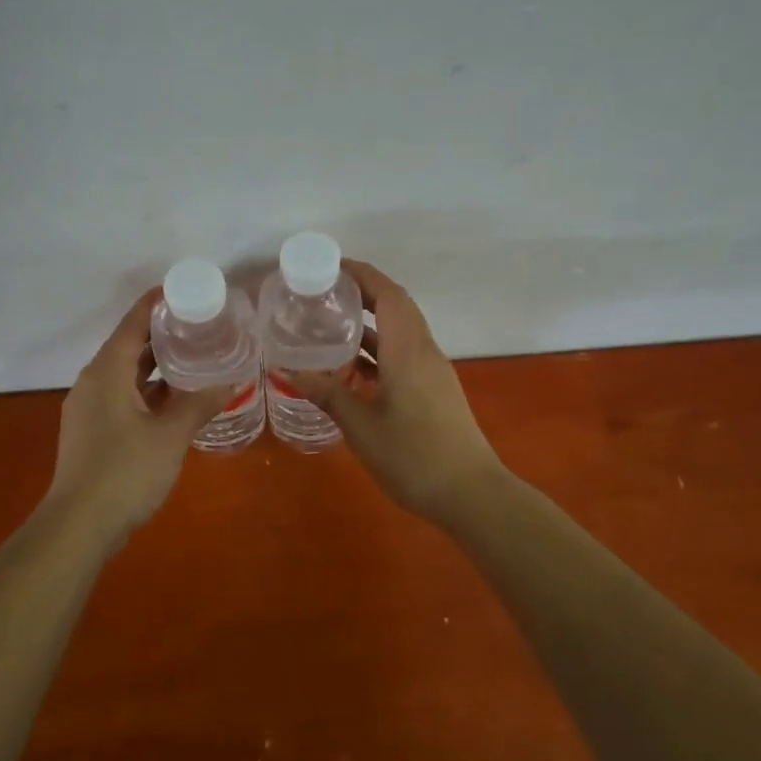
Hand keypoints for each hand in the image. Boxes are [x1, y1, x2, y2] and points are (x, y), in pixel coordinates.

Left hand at [45, 290, 231, 536]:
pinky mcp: (93, 432)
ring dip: (157, 366)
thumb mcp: (170, 436)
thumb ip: (199, 405)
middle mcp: (93, 382)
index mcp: (107, 372)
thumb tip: (231, 382)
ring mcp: (90, 408)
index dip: (156, 304)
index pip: (132, 323)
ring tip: (194, 358)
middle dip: (162, 335)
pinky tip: (176, 400)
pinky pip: (123, 397)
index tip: (185, 292)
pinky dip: (148, 392)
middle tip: (200, 325)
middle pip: (128, 347)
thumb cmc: (125, 471)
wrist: (78, 526)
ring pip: (126, 375)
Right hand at [277, 261, 508, 519]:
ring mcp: (432, 371)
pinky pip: (403, 353)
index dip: (362, 273)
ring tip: (330, 324)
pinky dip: (378, 350)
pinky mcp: (434, 389)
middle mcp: (424, 351)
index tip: (330, 266)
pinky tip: (351, 367)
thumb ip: (328, 394)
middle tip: (323, 293)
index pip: (388, 294)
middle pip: (396, 306)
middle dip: (362, 292)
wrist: (471, 494)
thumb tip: (289, 372)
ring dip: (370, 322)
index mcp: (408, 350)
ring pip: (400, 331)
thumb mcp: (362, 426)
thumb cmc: (414, 457)